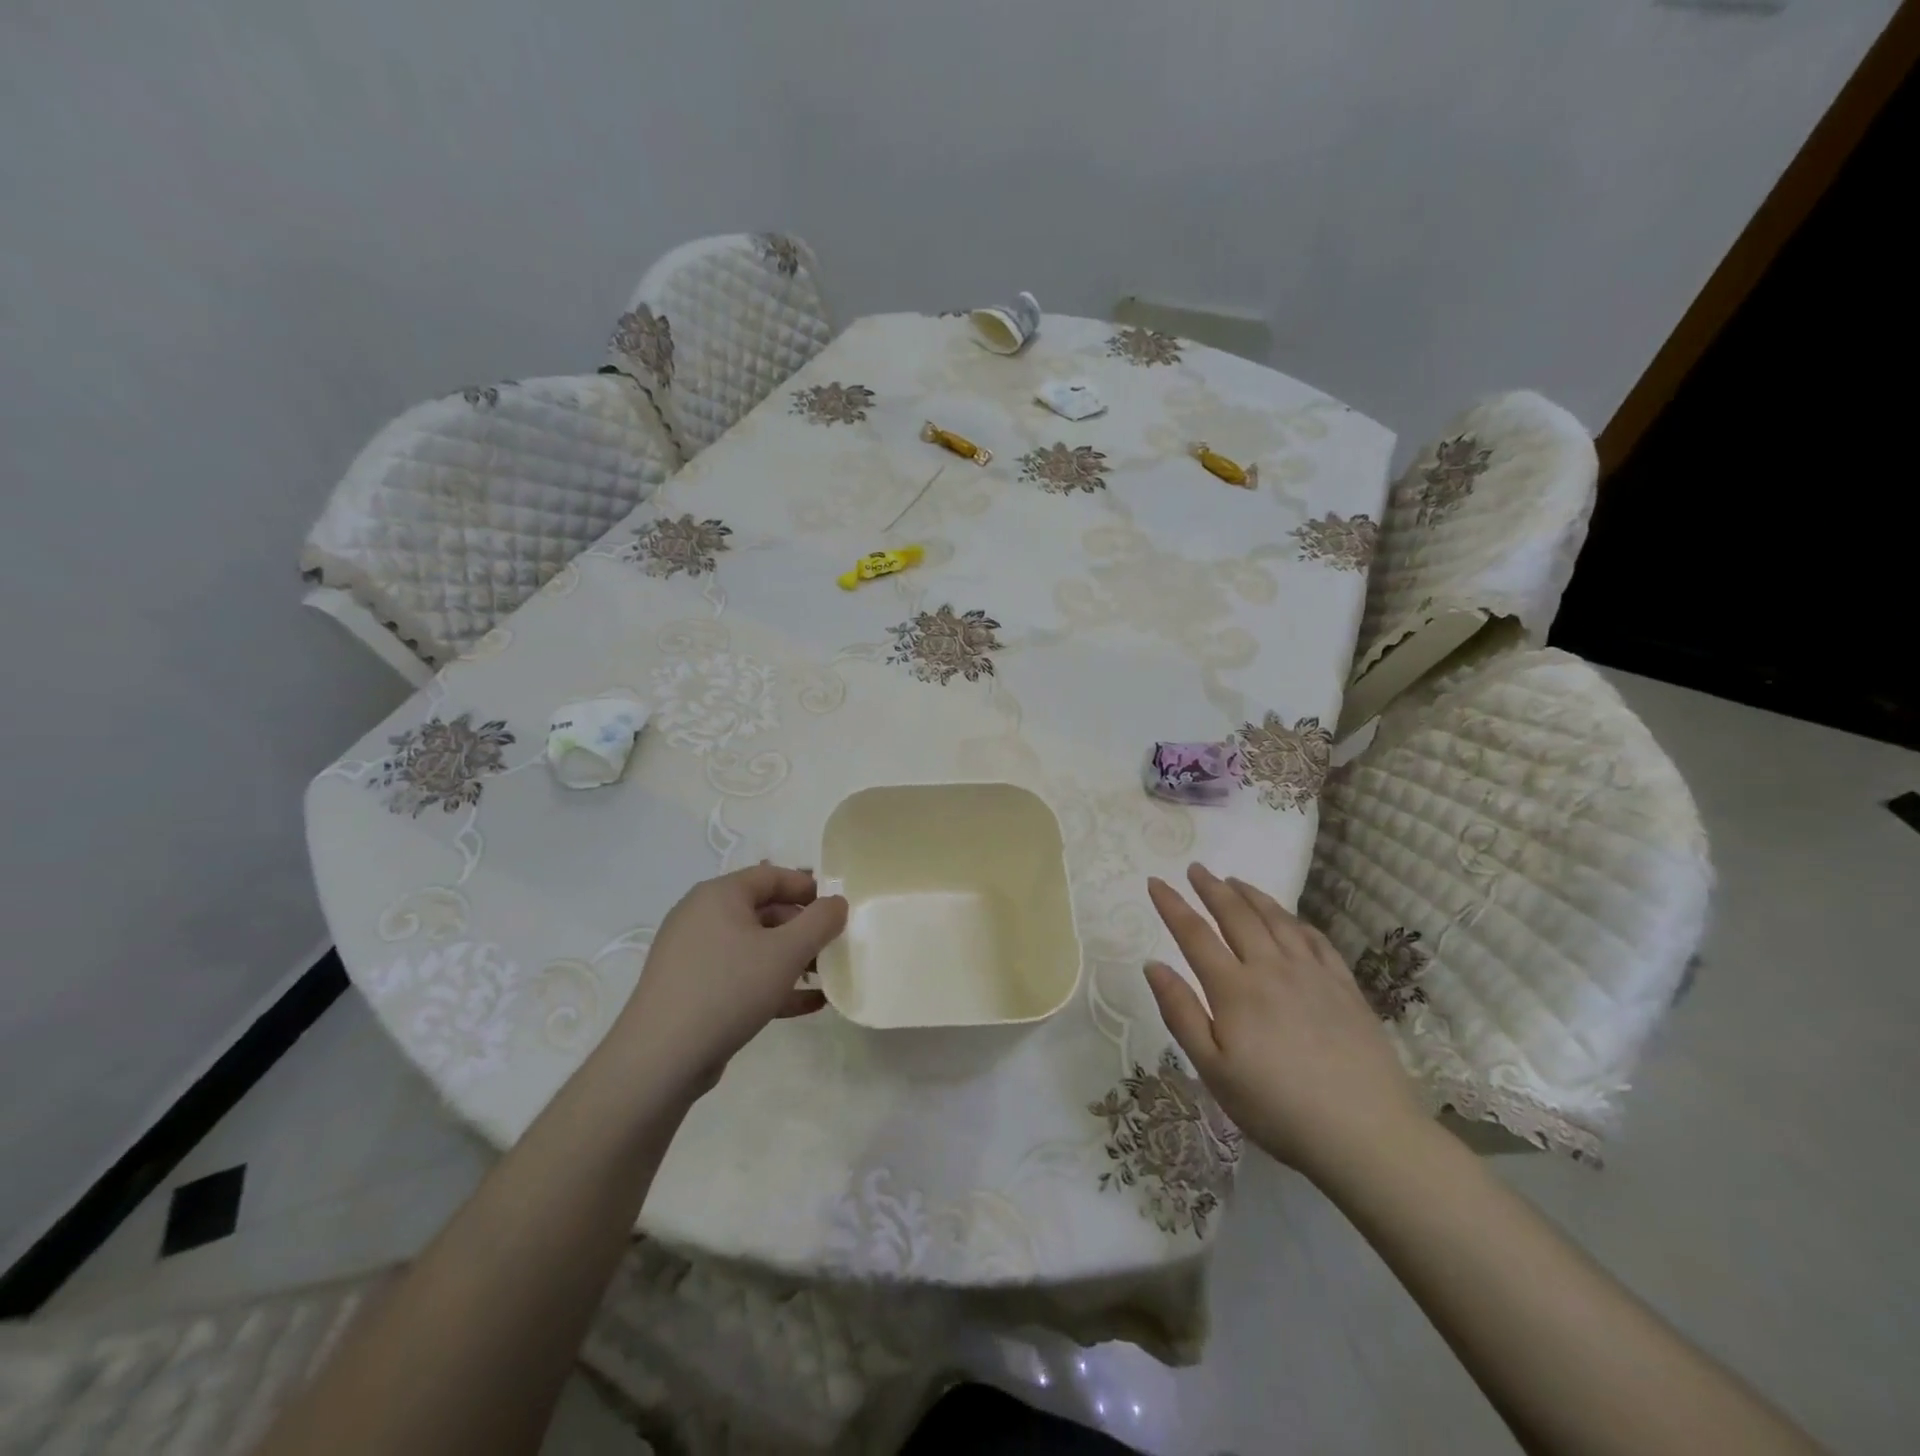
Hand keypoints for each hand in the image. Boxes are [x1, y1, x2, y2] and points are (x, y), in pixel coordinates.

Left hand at [606, 863, 847, 1097]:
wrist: (660, 1059)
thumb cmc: (728, 988)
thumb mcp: (786, 952)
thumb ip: (820, 922)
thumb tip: (837, 902)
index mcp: (719, 895)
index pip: (772, 876)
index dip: (808, 888)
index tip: (838, 907)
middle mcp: (702, 917)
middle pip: (764, 911)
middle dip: (803, 929)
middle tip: (834, 947)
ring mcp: (694, 955)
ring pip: (753, 947)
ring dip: (791, 960)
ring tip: (825, 978)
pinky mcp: (692, 990)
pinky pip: (740, 977)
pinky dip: (772, 985)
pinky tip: (806, 1005)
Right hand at [1144, 864, 1426, 1182]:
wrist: (1365, 1135)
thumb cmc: (1276, 1108)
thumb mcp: (1213, 1070)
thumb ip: (1180, 1013)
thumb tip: (1153, 965)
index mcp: (1234, 989)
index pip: (1194, 934)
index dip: (1172, 905)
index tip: (1155, 881)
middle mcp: (1272, 969)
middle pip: (1237, 916)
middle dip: (1212, 888)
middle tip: (1197, 869)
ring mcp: (1313, 975)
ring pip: (1277, 920)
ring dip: (1252, 895)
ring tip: (1236, 880)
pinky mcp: (1345, 988)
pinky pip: (1316, 940)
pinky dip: (1296, 921)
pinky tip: (1290, 919)